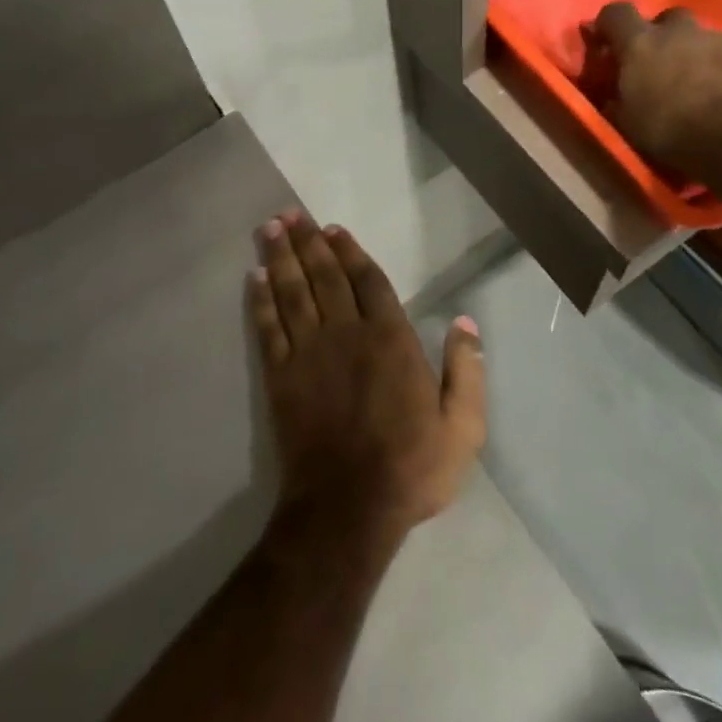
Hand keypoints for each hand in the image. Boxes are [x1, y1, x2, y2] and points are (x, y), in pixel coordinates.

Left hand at [248, 212, 484, 543]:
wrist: (348, 508)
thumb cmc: (411, 467)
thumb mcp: (462, 427)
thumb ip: (467, 370)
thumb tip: (465, 321)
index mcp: (390, 339)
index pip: (368, 281)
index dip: (350, 251)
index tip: (333, 229)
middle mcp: (347, 333)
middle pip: (324, 275)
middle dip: (307, 241)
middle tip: (289, 214)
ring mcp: (309, 352)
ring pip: (293, 291)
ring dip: (280, 257)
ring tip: (269, 228)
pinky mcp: (280, 375)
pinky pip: (268, 327)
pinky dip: (261, 300)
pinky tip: (254, 278)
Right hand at [593, 3, 721, 178]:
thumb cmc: (668, 129)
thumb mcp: (626, 121)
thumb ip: (617, 98)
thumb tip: (612, 95)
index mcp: (639, 43)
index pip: (615, 12)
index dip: (609, 24)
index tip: (607, 43)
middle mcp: (676, 30)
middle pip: (665, 18)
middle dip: (659, 35)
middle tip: (657, 63)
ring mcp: (714, 38)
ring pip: (697, 36)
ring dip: (690, 51)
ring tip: (692, 81)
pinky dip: (717, 65)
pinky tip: (718, 89)